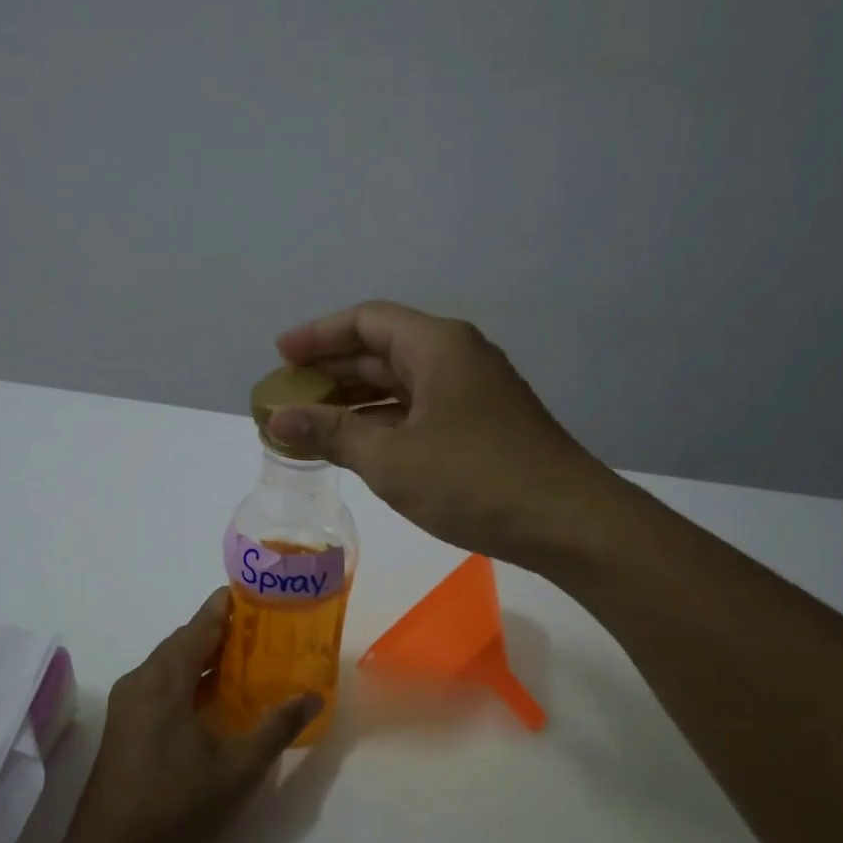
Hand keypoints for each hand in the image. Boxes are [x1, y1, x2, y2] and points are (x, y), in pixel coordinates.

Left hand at [66, 589, 320, 842]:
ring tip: (252, 658)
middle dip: (225, 631)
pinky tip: (220, 698)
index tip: (261, 592)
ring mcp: (128, 704)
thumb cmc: (175, 806)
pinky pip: (163, 686)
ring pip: (173, 664)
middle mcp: (141, 680)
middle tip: (268, 628)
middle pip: (186, 641)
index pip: (200, 624)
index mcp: (164, 679)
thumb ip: (277, 726)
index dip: (229, 605)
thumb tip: (313, 696)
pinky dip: (193, 681)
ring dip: (208, 658)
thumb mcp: (237, 768)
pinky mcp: (126, 726)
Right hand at [269, 301, 618, 567]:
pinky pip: (421, 411)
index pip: (366, 320)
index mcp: (437, 346)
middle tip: (288, 397)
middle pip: (383, 350)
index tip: (280, 355)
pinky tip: (360, 448)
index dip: (318, 335)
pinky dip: (385, 424)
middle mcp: (457, 358)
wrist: (566, 522)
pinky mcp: (483, 426)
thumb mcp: (391, 459)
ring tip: (312, 426)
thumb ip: (331, 434)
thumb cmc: (473, 481)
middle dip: (333, 371)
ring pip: (402, 385)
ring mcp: (474, 393)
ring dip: (357, 402)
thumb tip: (276, 419)